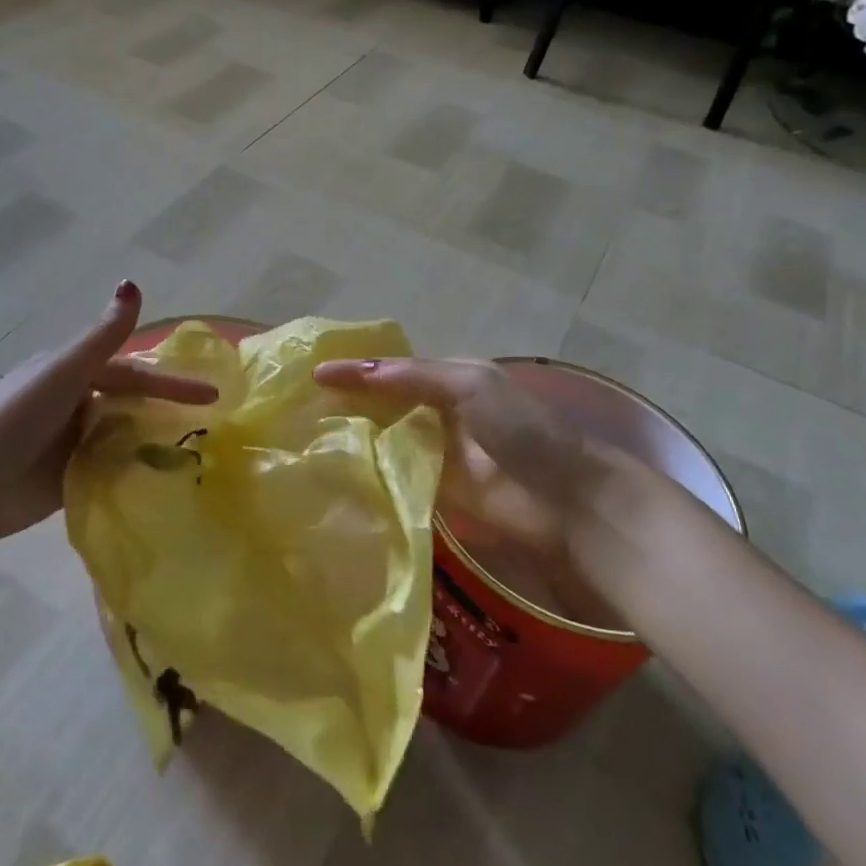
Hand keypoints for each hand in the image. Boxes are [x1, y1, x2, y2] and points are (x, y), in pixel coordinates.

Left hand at [0, 282, 216, 545]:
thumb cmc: (17, 417)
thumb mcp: (65, 371)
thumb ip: (103, 335)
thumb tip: (132, 282)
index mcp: (72, 374)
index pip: (132, 373)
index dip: (169, 382)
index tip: (211, 394)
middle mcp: (74, 403)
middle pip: (129, 404)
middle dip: (165, 412)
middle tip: (210, 428)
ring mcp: (71, 443)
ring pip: (122, 436)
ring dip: (151, 442)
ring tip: (194, 457)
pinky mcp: (68, 478)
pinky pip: (109, 469)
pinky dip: (132, 471)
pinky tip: (160, 482)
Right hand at [314, 358, 670, 614]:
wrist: (565, 497)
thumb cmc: (521, 428)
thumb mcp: (470, 384)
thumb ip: (415, 377)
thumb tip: (358, 373)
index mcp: (448, 377)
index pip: (390, 368)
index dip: (354, 369)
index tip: (313, 373)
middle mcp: (437, 410)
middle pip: (383, 402)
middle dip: (348, 401)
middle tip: (300, 405)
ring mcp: (435, 451)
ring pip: (385, 437)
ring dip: (354, 435)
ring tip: (308, 436)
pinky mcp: (435, 489)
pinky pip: (395, 474)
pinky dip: (369, 470)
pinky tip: (337, 471)